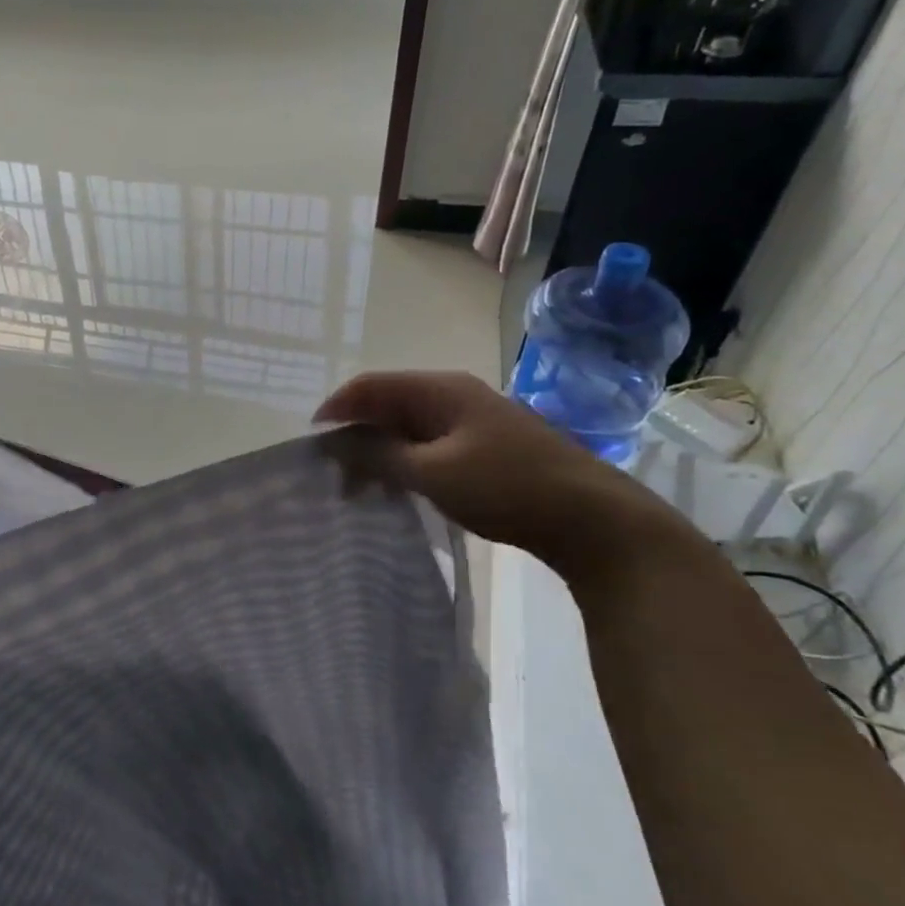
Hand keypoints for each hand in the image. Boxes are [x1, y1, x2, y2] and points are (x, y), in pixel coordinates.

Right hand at [315, 370, 693, 581]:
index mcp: (439, 390)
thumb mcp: (432, 473)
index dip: (335, 408)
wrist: (594, 519)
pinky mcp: (485, 448)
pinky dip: (404, 463)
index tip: (310, 442)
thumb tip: (336, 443)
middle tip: (331, 472)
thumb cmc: (507, 487)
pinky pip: (429, 446)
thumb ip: (378, 455)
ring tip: (357, 487)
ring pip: (407, 428)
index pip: (370, 386)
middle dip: (354, 434)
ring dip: (378, 452)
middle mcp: (453, 396)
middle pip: (387, 405)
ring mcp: (472, 422)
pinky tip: (396, 489)